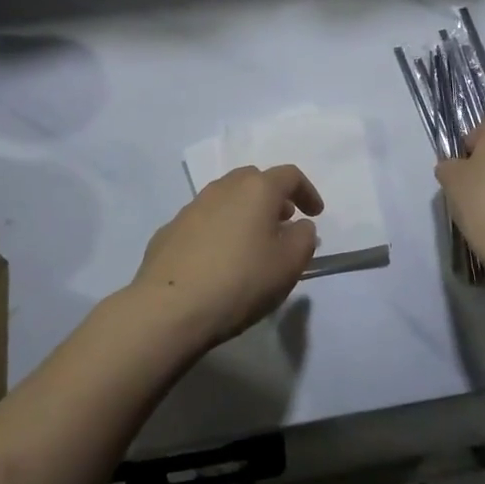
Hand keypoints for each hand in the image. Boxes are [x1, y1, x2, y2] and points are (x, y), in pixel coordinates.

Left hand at [127, 165, 322, 352]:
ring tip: (251, 242)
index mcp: (256, 189)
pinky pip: (203, 221)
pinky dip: (218, 230)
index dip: (307, 192)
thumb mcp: (288, 265)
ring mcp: (191, 207)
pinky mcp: (169, 230)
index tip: (315, 214)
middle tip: (283, 222)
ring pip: (225, 198)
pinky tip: (218, 260)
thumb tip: (299, 226)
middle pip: (253, 180)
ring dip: (243, 212)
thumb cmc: (240, 281)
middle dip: (272, 197)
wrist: (169, 308)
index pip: (289, 175)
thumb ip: (304, 239)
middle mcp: (223, 188)